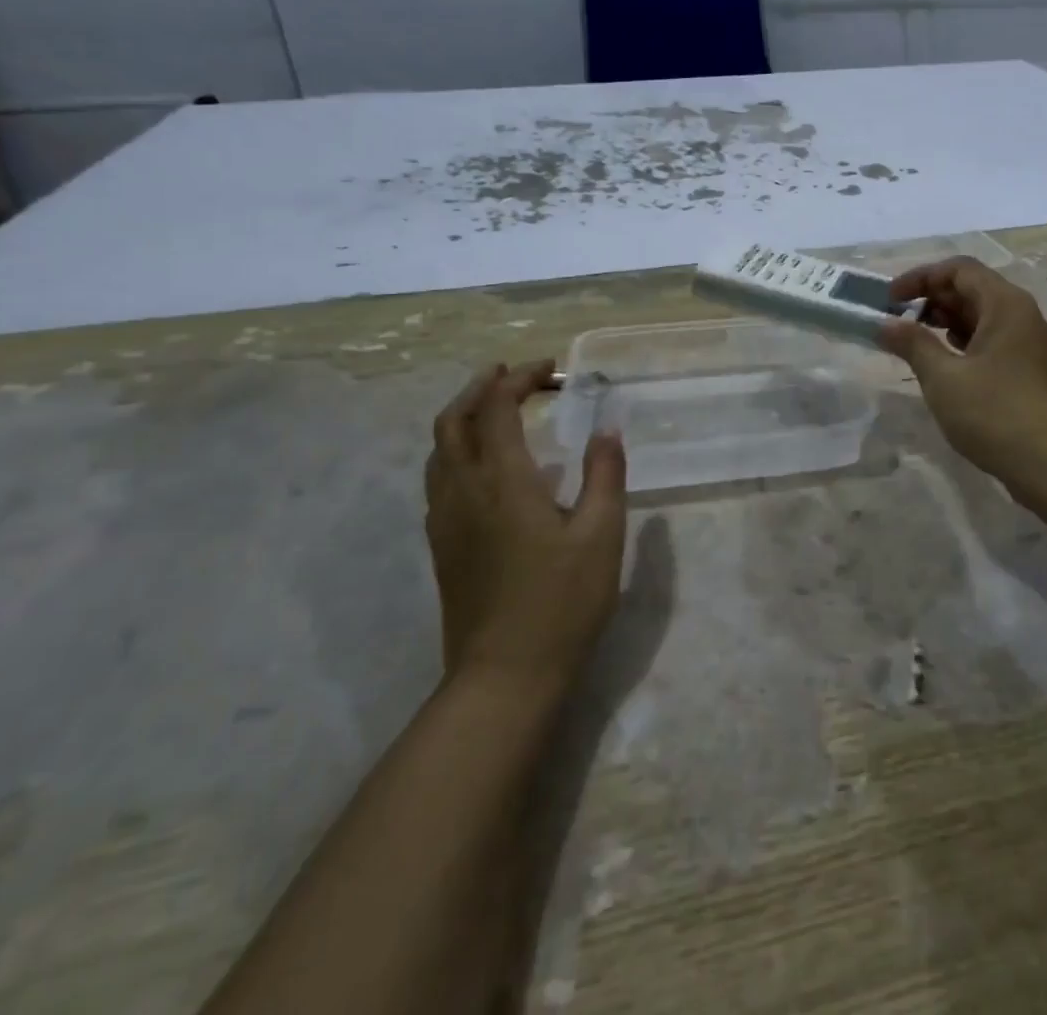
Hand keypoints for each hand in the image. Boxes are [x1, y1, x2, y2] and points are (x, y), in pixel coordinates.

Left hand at [423, 359, 627, 683]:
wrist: (504, 677)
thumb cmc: (563, 602)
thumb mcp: (601, 534)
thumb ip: (605, 475)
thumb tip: (607, 429)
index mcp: (503, 481)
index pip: (498, 408)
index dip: (519, 379)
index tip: (550, 369)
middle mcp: (464, 491)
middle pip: (452, 421)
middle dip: (479, 388)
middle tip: (510, 375)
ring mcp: (445, 521)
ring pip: (438, 451)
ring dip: (463, 418)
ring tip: (495, 411)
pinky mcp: (442, 547)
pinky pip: (439, 480)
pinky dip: (458, 453)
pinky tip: (487, 471)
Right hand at [877, 258, 1046, 501]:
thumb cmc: (995, 413)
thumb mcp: (943, 378)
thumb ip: (913, 344)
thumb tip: (885, 325)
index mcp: (1006, 305)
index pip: (960, 269)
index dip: (921, 277)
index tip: (890, 300)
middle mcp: (1025, 316)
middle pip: (974, 290)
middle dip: (933, 300)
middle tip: (899, 322)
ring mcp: (1034, 345)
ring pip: (985, 318)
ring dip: (948, 323)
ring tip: (917, 343)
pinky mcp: (1035, 372)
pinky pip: (996, 342)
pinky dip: (967, 345)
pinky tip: (947, 366)